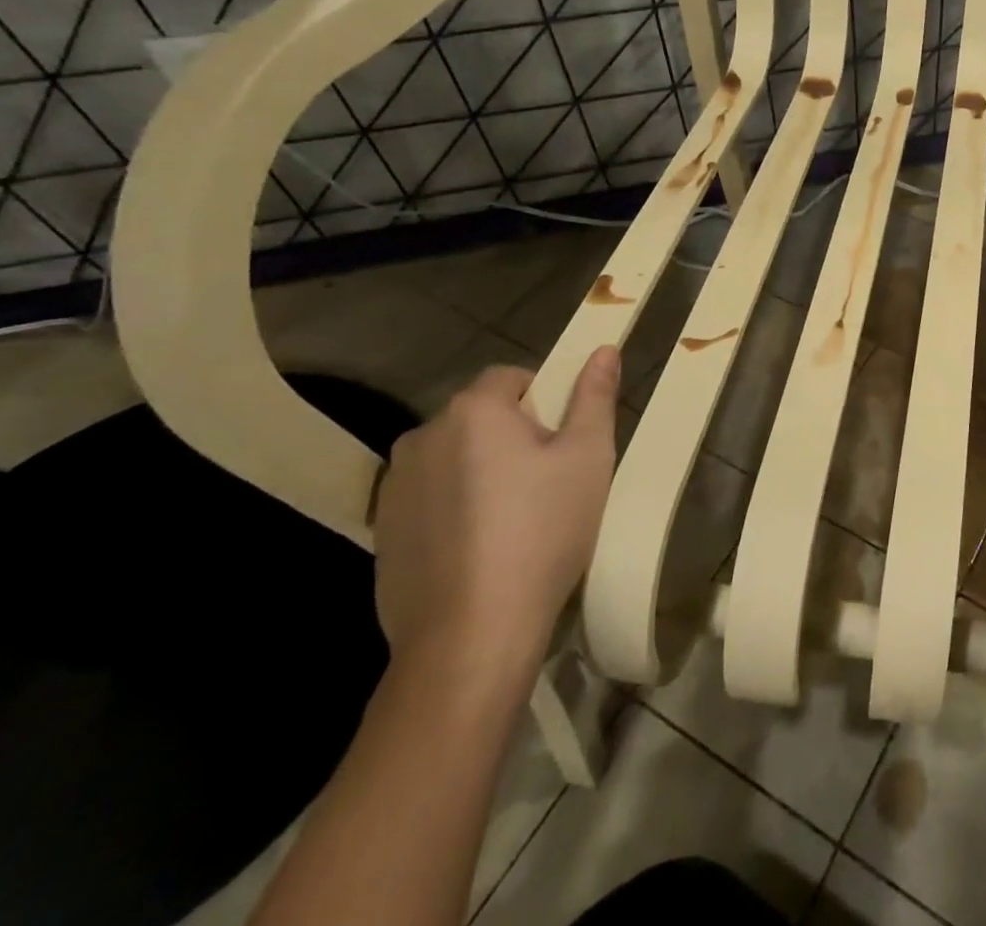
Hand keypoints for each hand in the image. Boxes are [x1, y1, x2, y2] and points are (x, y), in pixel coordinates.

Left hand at [373, 349, 620, 674]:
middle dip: (513, 436)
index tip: (563, 442)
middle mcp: (423, 436)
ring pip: (454, 457)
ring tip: (513, 519)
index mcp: (473, 411)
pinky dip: (455, 508)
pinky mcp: (382, 532)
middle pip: (480, 417)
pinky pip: (430, 498)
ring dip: (480, 470)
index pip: (511, 377)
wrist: (471, 635)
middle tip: (548, 482)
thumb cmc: (542, 532)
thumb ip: (594, 397)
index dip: (544, 400)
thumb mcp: (588, 457)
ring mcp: (394, 487)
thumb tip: (604, 349)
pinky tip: (480, 548)